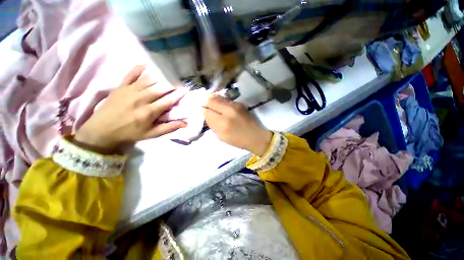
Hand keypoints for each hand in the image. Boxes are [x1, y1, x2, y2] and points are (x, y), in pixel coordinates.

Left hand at [74, 65, 187, 152]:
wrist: (101, 130)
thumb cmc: (129, 133)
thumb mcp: (151, 134)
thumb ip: (168, 128)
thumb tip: (185, 124)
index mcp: (149, 112)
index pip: (168, 101)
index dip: (178, 95)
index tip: (186, 90)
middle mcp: (141, 99)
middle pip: (160, 88)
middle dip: (171, 85)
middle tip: (179, 83)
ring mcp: (129, 91)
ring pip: (148, 80)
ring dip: (159, 77)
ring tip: (167, 76)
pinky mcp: (120, 87)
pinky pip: (130, 74)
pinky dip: (138, 68)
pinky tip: (146, 65)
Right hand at [203, 95, 271, 155]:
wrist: (255, 136)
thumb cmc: (238, 140)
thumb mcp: (221, 136)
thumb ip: (212, 125)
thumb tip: (206, 114)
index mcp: (223, 123)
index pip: (206, 111)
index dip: (201, 110)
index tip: (199, 111)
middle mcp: (228, 110)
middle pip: (211, 100)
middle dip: (204, 101)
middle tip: (201, 104)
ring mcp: (235, 105)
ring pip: (218, 97)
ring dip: (211, 99)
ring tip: (208, 102)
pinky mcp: (239, 103)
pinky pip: (225, 99)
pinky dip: (219, 100)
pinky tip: (218, 104)